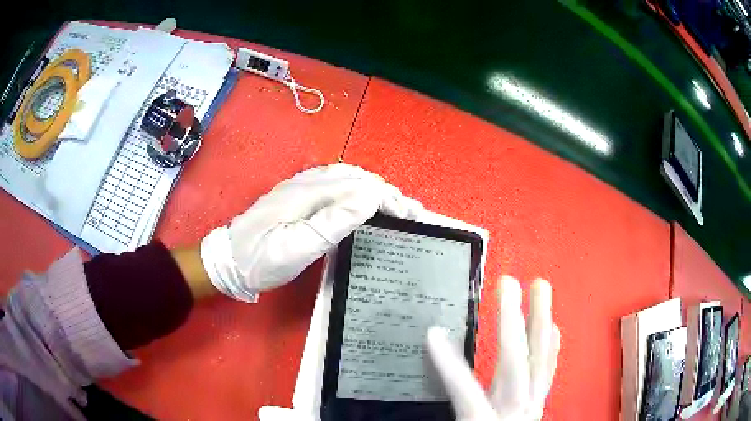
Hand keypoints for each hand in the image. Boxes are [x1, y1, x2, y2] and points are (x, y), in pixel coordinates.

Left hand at [200, 164, 422, 301]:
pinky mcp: (296, 196)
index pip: (358, 186)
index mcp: (308, 193)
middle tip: (410, 211)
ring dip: (373, 188)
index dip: (387, 198)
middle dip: (386, 191)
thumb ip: (332, 222)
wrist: (227, 260)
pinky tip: (362, 199)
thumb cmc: (261, 260)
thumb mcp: (296, 248)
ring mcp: (299, 187)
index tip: (410, 215)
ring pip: (346, 177)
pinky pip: (334, 184)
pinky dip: (357, 189)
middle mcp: (306, 182)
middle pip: (355, 177)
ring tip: (394, 204)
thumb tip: (369, 199)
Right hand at [426, 276, 559, 420]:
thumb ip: (452, 396)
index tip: (431, 332)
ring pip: (541, 361)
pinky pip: (548, 373)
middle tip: (508, 282)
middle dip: (512, 323)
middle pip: (516, 366)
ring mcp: (531, 406)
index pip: (465, 392)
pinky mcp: (537, 405)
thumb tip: (430, 375)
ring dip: (541, 321)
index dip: (448, 363)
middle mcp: (514, 411)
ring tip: (542, 287)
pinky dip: (551, 348)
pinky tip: (555, 327)